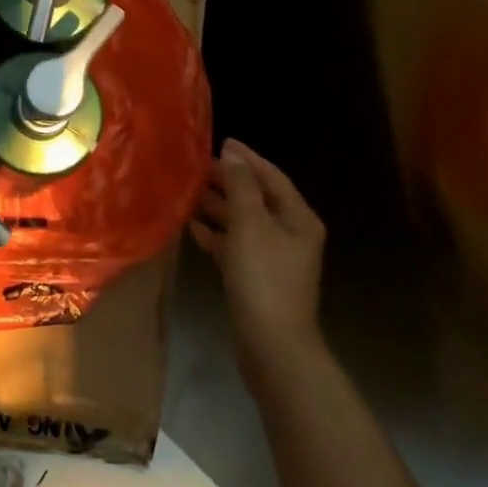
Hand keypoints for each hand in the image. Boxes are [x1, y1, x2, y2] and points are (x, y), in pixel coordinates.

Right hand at [189, 138, 327, 375]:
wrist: (272, 344)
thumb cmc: (263, 276)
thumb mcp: (250, 223)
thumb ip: (240, 185)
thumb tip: (233, 154)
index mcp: (298, 219)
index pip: (272, 177)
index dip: (247, 159)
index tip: (220, 142)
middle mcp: (290, 235)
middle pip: (257, 199)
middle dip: (229, 182)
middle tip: (197, 167)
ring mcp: (274, 259)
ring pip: (243, 223)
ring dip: (219, 207)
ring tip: (189, 193)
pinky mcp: (256, 280)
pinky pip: (235, 247)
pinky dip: (216, 235)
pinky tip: (193, 228)